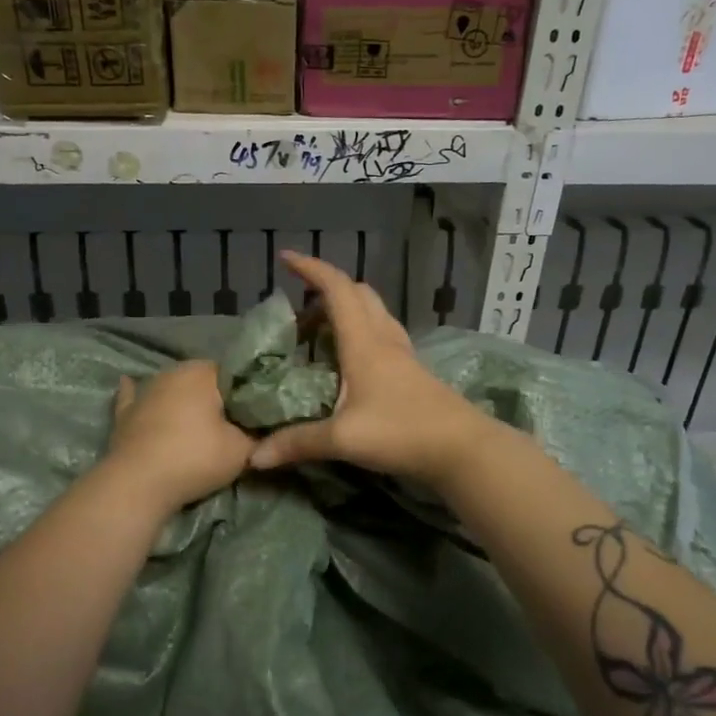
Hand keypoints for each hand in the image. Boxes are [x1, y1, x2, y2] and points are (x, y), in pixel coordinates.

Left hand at [103, 360, 254, 516]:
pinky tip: (130, 384)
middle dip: (214, 397)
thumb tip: (262, 433)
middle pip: (200, 380)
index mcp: (201, 372)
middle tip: (231, 422)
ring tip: (195, 420)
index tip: (255, 412)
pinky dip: (137, 396)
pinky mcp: (124, 414)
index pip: (232, 373)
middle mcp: (171, 373)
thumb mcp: (242, 451)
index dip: (246, 392)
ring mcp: (144, 392)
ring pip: (169, 389)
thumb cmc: (195, 457)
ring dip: (180, 400)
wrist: (139, 484)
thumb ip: (256, 437)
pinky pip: (134, 399)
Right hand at [247, 251, 497, 485]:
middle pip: (357, 294)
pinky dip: (360, 332)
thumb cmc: (402, 432)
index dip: (311, 269)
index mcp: (364, 343)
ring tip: (319, 333)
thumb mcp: (344, 439)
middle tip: (299, 311)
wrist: (462, 448)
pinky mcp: (412, 371)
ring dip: (345, 310)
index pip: (336, 289)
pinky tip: (349, 361)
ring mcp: (402, 354)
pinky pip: (382, 334)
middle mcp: (384, 339)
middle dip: (326, 290)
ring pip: (373, 312)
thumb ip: (297, 443)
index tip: (285, 258)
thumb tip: (253, 457)